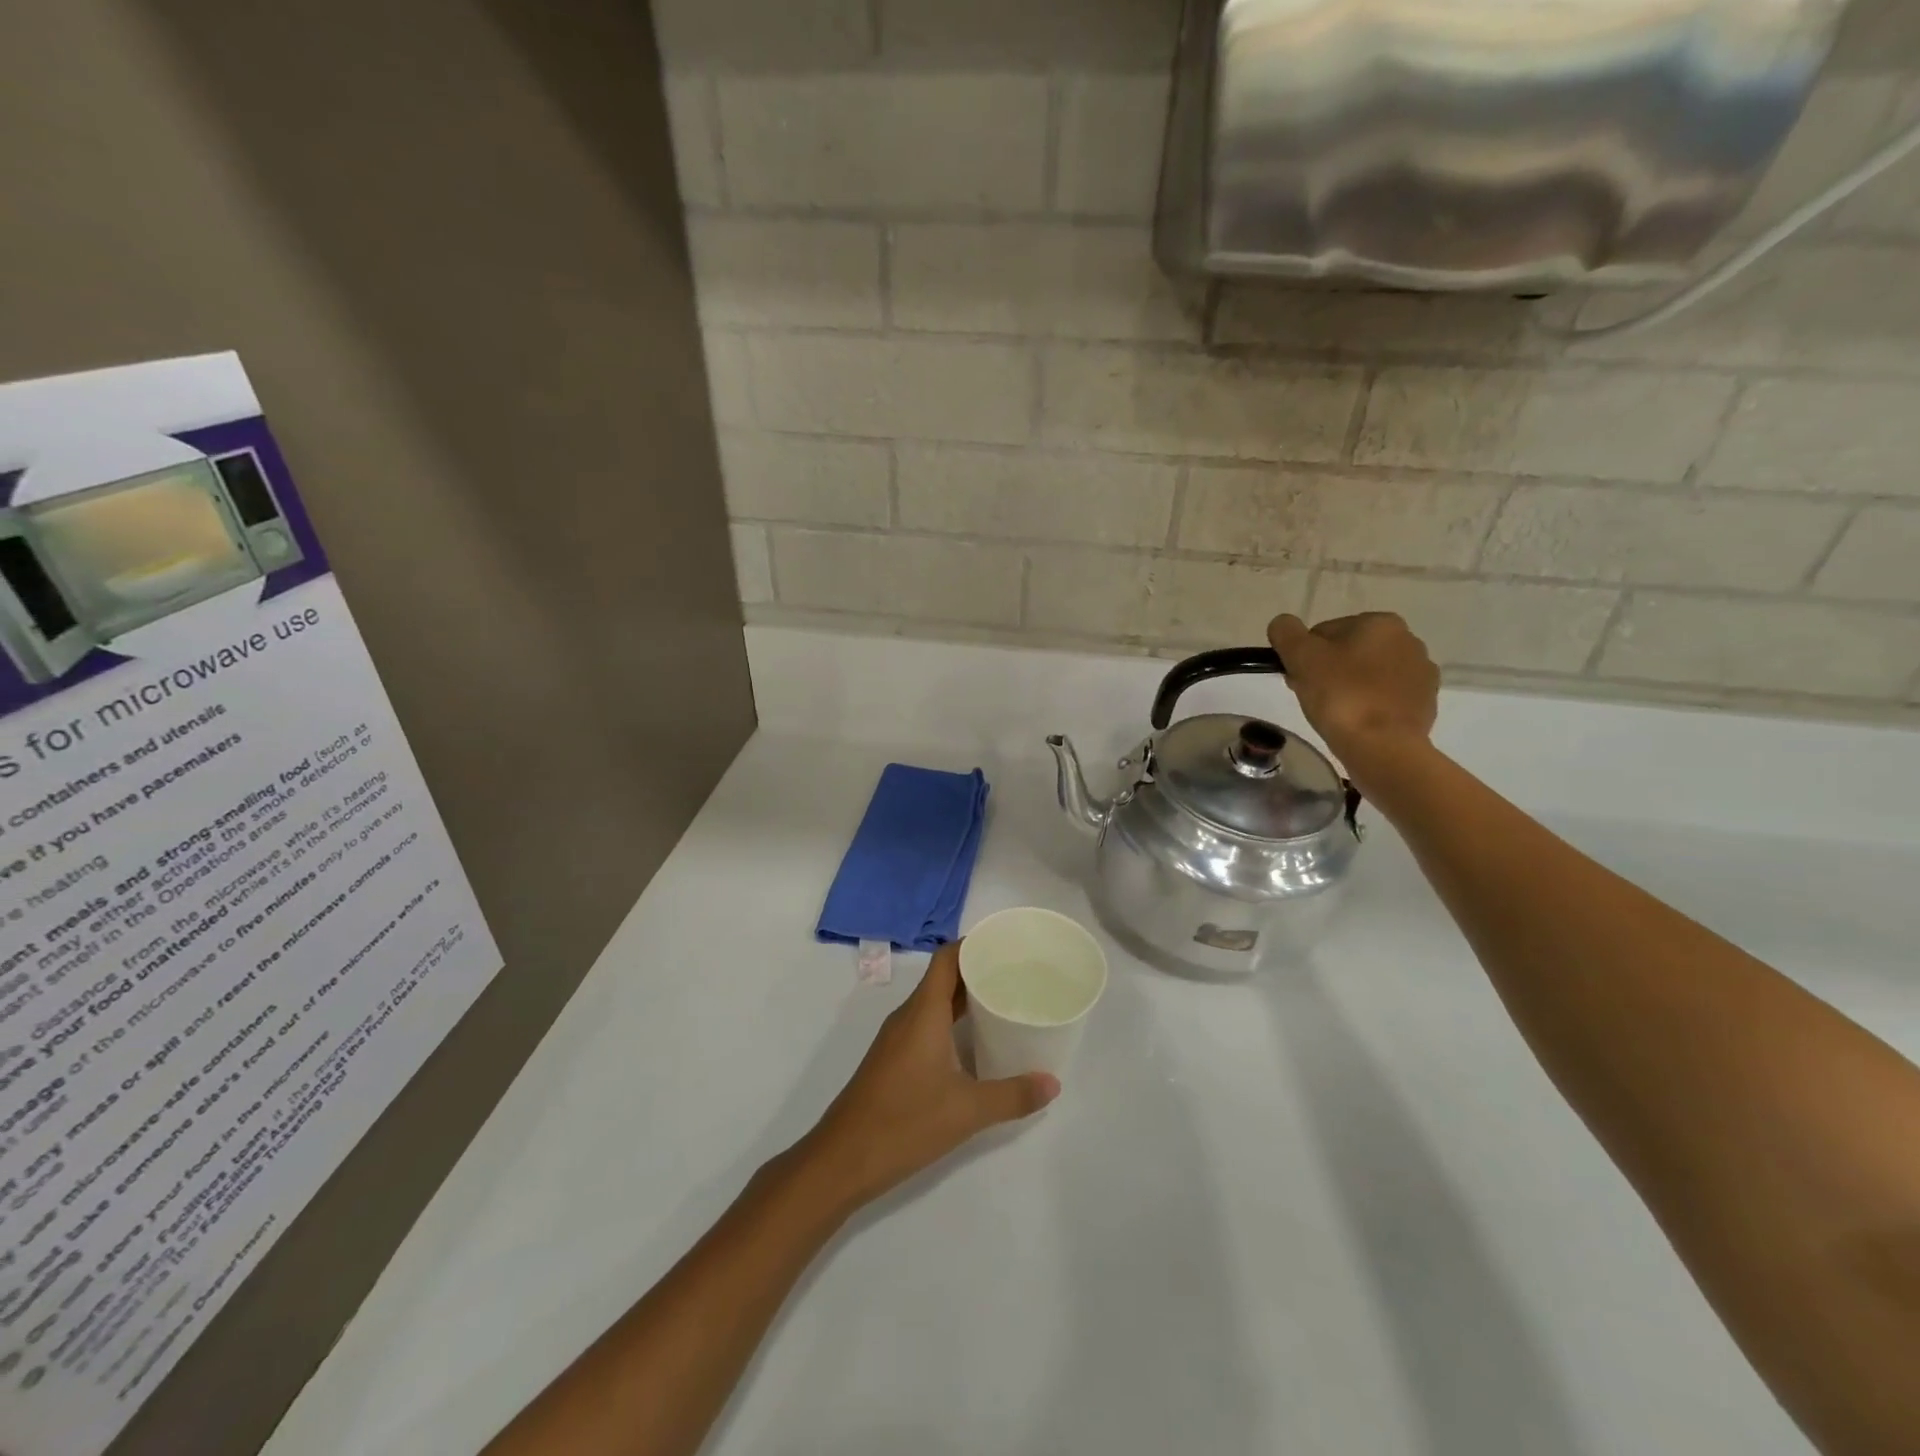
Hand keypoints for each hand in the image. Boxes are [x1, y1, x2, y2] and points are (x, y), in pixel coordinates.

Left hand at [801, 944, 1058, 1212]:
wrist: (842, 1160)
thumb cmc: (904, 1122)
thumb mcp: (967, 1111)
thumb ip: (1012, 1095)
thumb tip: (1053, 1083)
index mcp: (923, 1012)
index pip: (947, 958)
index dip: (973, 945)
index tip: (1006, 946)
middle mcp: (908, 1016)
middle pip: (943, 978)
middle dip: (977, 971)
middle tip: (1016, 975)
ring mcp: (897, 1039)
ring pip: (933, 1003)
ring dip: (964, 999)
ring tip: (1002, 1004)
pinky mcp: (893, 1060)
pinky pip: (925, 1024)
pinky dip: (951, 1022)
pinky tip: (973, 1043)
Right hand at [1269, 612, 1439, 772]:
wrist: (1383, 747)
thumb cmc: (1341, 696)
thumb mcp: (1301, 657)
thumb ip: (1286, 632)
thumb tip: (1283, 624)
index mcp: (1381, 623)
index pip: (1325, 632)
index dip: (1304, 656)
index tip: (1297, 679)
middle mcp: (1408, 640)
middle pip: (1349, 651)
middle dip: (1327, 670)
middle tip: (1312, 697)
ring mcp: (1421, 673)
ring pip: (1368, 674)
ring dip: (1349, 687)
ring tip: (1334, 713)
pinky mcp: (1425, 703)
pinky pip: (1386, 697)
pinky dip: (1369, 705)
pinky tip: (1357, 722)